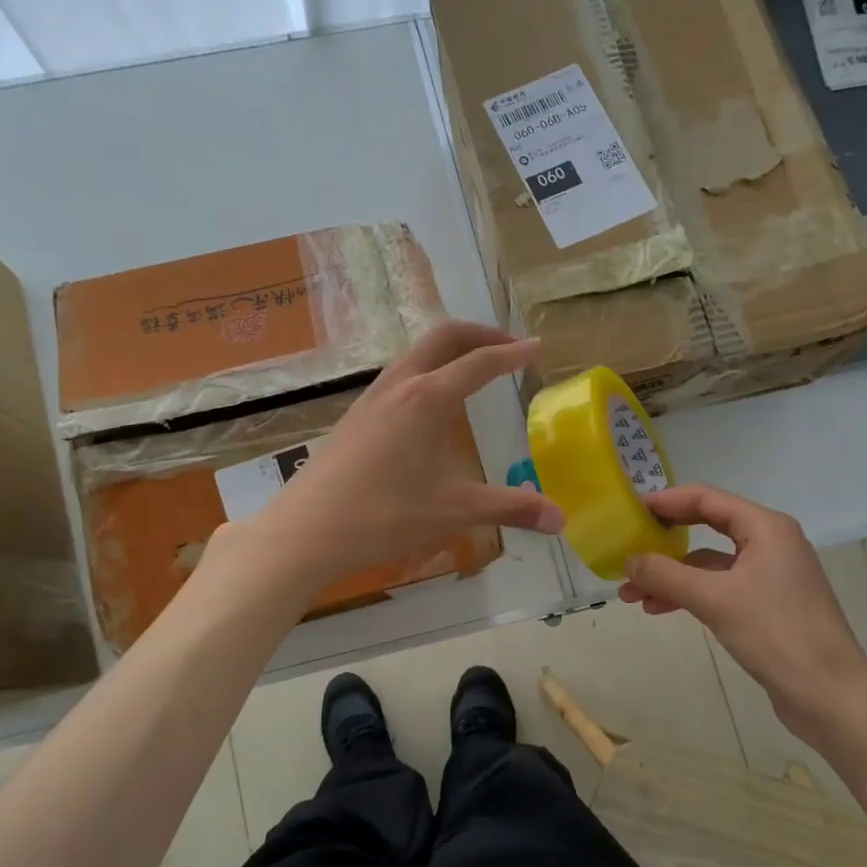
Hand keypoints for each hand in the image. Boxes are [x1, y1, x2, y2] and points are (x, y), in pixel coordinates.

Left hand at [249, 321, 563, 585]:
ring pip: (416, 353)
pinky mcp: (355, 416)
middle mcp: (399, 386)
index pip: (479, 363)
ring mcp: (371, 398)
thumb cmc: (383, 517)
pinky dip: (427, 370)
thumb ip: (510, 508)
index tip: (537, 347)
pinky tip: (430, 407)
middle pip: (444, 337)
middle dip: (480, 334)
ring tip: (473, 370)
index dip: (512, 353)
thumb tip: (562, 519)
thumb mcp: (454, 512)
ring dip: (450, 350)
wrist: (305, 532)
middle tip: (509, 347)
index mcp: (427, 399)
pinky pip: (399, 375)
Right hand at [618, 484, 866, 749]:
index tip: (631, 511)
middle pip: (707, 528)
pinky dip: (689, 594)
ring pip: (709, 564)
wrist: (830, 697)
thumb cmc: (776, 634)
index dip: (666, 502)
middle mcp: (771, 544)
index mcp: (766, 528)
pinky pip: (719, 588)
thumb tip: (627, 560)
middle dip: (664, 543)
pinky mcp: (768, 606)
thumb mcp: (713, 599)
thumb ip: (665, 575)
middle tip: (627, 548)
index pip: (707, 499)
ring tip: (630, 594)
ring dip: (670, 575)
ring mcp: (771, 576)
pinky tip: (659, 608)